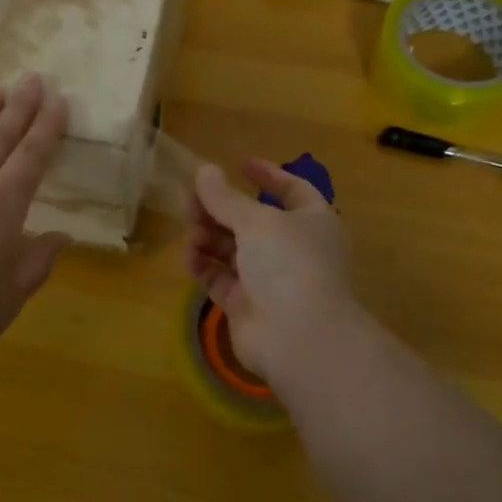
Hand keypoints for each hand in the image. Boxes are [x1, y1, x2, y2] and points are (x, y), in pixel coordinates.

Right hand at [185, 160, 359, 383]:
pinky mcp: (246, 305)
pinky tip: (189, 256)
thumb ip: (225, 197)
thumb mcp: (256, 220)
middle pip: (252, 221)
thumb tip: (204, 170)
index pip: (293, 191)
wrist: (298, 338)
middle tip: (191, 201)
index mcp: (311, 222)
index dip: (269, 176)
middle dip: (222, 209)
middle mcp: (293, 249)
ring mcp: (270, 280)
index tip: (241, 164)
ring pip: (233, 249)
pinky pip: (221, 278)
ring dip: (209, 235)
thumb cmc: (288, 264)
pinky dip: (205, 265)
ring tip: (190, 230)